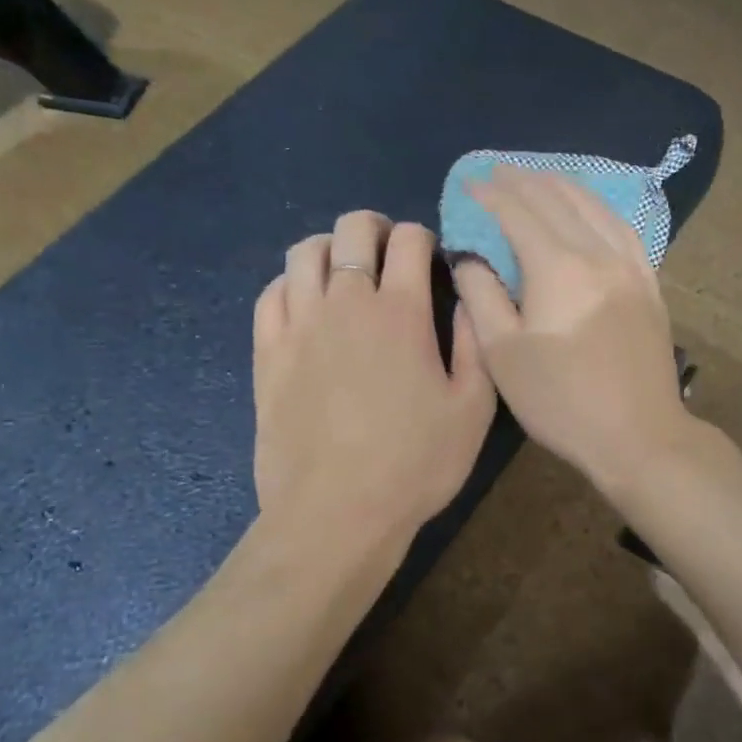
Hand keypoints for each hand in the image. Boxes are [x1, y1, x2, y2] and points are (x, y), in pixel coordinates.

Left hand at [254, 212, 495, 551]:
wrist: (336, 513)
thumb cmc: (415, 463)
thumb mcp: (474, 408)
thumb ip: (474, 342)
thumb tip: (466, 298)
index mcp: (401, 311)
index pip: (409, 239)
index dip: (424, 237)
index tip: (432, 260)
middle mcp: (346, 303)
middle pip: (352, 229)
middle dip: (376, 228)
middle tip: (390, 253)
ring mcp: (299, 325)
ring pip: (305, 252)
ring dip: (331, 248)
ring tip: (346, 272)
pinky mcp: (267, 352)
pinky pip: (271, 293)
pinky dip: (291, 283)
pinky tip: (307, 303)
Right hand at [450, 169, 692, 494]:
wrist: (638, 436)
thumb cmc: (561, 401)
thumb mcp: (503, 354)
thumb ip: (481, 296)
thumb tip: (470, 257)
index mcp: (558, 267)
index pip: (518, 212)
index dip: (490, 194)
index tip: (467, 182)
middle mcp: (598, 254)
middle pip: (557, 200)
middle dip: (523, 181)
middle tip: (496, 172)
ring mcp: (631, 267)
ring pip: (595, 207)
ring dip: (562, 186)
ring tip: (539, 177)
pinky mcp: (649, 285)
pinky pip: (624, 229)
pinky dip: (599, 208)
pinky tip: (591, 209)